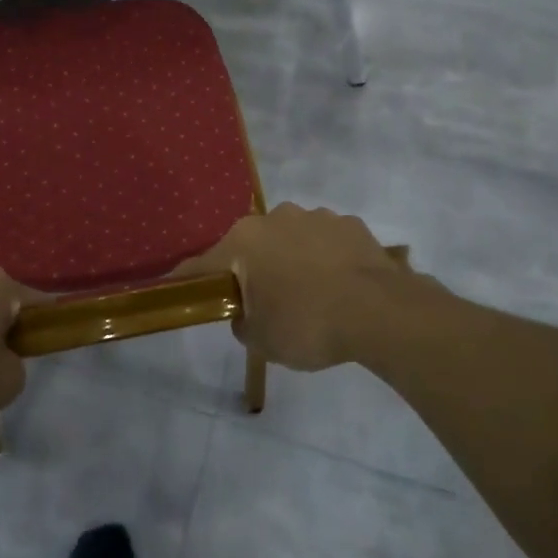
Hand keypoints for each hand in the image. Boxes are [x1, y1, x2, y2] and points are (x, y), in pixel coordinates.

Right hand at [177, 204, 413, 371]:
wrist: (381, 313)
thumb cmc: (307, 324)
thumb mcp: (261, 340)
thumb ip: (243, 324)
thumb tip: (246, 314)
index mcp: (244, 241)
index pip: (203, 264)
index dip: (188, 280)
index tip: (175, 287)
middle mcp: (275, 218)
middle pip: (251, 246)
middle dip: (251, 269)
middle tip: (261, 302)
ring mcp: (316, 217)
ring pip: (291, 239)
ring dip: (290, 260)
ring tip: (308, 295)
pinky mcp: (351, 225)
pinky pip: (326, 243)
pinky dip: (325, 259)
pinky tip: (337, 287)